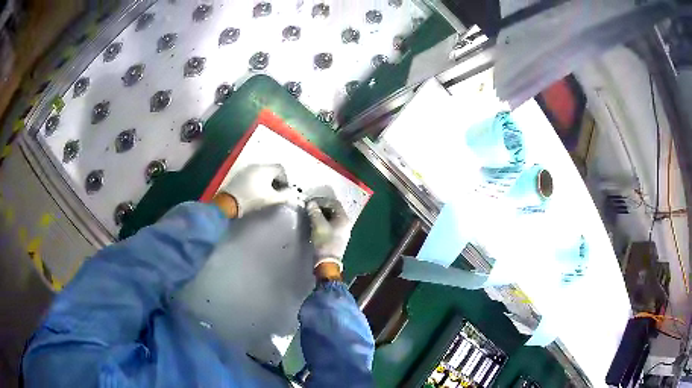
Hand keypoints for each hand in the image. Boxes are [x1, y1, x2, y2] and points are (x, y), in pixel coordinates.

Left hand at [222, 164, 290, 216]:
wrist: (230, 201)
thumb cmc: (252, 198)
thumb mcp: (272, 199)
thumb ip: (284, 195)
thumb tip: (290, 192)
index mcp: (267, 169)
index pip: (281, 169)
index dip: (285, 179)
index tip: (284, 190)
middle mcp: (257, 165)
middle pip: (271, 169)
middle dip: (276, 180)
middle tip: (276, 191)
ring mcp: (247, 169)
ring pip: (262, 172)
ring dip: (266, 180)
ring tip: (266, 192)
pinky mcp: (240, 174)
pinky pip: (253, 174)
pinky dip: (257, 180)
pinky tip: (255, 191)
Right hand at [307, 197, 351, 272]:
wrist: (327, 262)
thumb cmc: (324, 242)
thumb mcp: (318, 225)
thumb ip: (314, 212)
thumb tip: (310, 203)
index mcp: (344, 218)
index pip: (334, 203)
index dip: (321, 200)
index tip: (310, 202)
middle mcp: (345, 223)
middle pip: (333, 209)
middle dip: (321, 207)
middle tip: (310, 207)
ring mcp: (342, 230)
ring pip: (331, 217)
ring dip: (321, 214)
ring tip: (310, 214)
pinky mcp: (337, 236)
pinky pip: (330, 224)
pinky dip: (322, 221)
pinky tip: (314, 223)